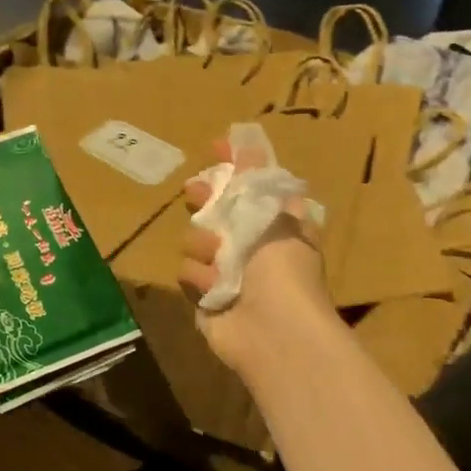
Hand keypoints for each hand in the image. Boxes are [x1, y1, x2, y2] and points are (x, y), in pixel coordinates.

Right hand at [178, 139, 338, 377]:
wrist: (274, 331)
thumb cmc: (282, 268)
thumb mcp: (273, 214)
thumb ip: (254, 177)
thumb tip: (244, 138)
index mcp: (275, 224)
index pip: (252, 186)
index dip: (235, 166)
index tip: (216, 146)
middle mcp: (250, 246)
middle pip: (218, 211)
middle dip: (206, 200)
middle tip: (193, 191)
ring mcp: (226, 271)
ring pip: (196, 240)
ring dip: (204, 245)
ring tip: (219, 257)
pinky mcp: (205, 296)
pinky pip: (188, 273)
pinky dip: (199, 278)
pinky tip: (214, 288)